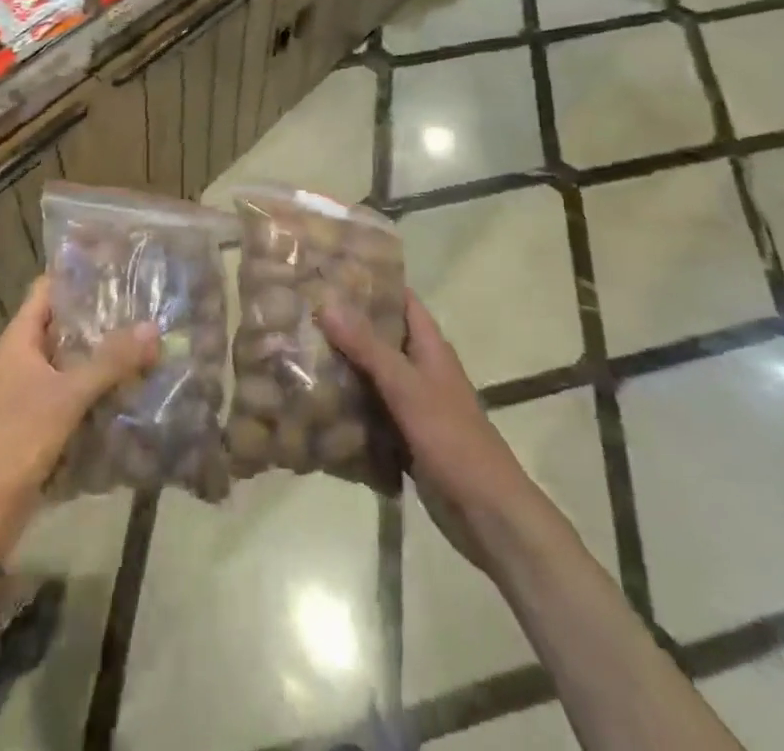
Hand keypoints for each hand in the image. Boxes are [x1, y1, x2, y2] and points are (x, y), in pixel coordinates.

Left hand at [0, 276, 157, 545]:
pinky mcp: (40, 420)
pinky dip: (97, 386)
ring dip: (102, 353)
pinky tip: (130, 386)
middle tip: (143, 302)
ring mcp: (30, 390)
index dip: (77, 273)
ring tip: (145, 339)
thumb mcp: (68, 395)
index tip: (116, 263)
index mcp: (20, 338)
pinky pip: (74, 391)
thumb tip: (153, 327)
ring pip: (71, 359)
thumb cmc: (18, 437)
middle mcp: (23, 357)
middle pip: (63, 323)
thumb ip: (110, 362)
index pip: (47, 289)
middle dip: (100, 315)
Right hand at [318, 291, 529, 571]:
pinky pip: (369, 409)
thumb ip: (367, 347)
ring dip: (342, 363)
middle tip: (302, 308)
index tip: (331, 269)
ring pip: (371, 373)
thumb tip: (328, 302)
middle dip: (345, 322)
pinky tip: (313, 399)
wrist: (486, 514)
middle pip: (381, 335)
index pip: (401, 299)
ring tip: (297, 346)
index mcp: (430, 348)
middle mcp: (420, 368)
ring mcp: (412, 403)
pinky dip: (347, 402)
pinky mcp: (403, 435)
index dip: (372, 281)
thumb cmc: (452, 439)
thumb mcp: (407, 387)